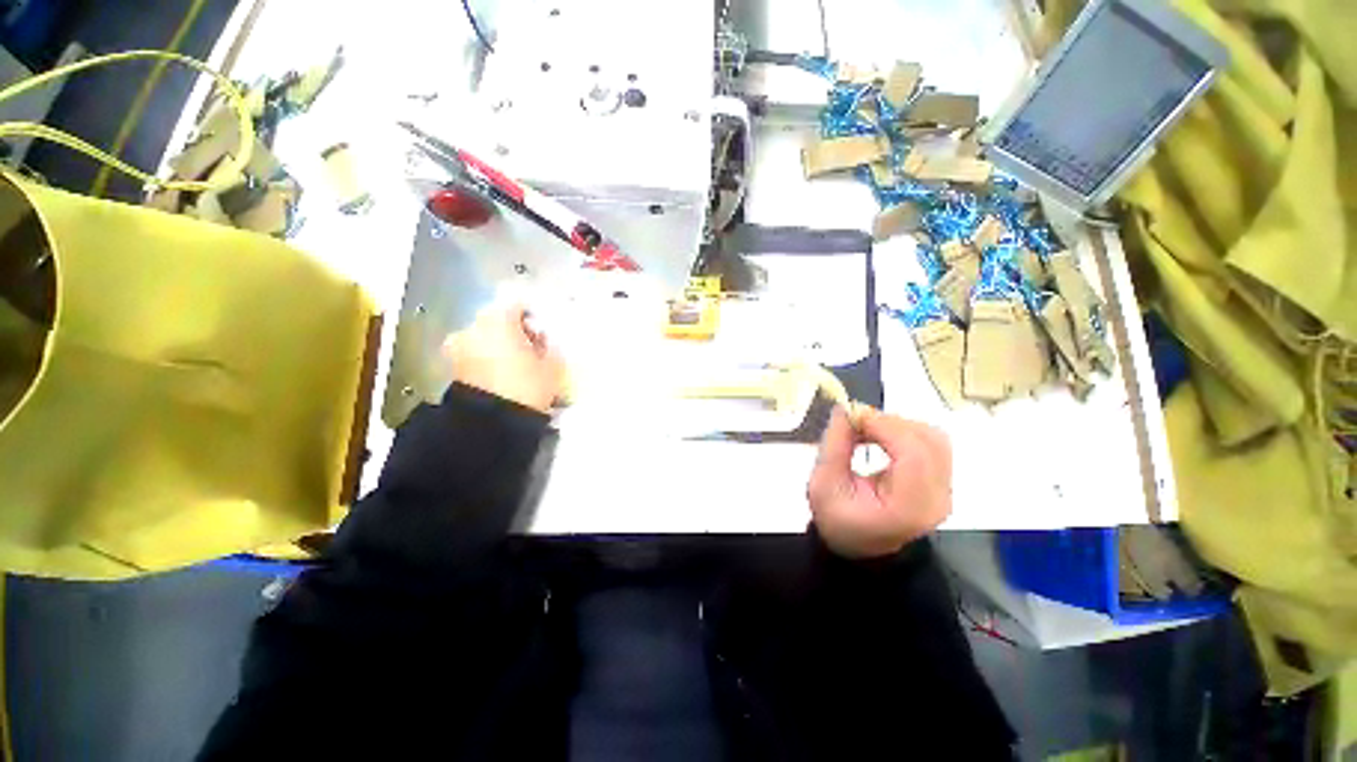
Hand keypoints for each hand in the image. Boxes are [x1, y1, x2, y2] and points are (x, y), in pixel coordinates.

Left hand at [444, 304, 564, 412]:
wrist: (491, 423)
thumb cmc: (527, 386)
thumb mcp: (553, 367)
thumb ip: (551, 348)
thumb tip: (544, 341)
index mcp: (498, 319)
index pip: (518, 306)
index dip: (533, 318)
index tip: (543, 335)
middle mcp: (473, 327)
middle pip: (498, 322)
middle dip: (514, 334)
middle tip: (531, 352)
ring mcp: (457, 347)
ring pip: (484, 339)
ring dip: (499, 348)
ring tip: (515, 369)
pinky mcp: (451, 368)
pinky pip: (474, 356)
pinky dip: (486, 362)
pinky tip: (501, 379)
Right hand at [807, 406, 951, 558]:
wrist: (857, 545)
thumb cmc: (836, 520)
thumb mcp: (822, 484)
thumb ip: (835, 444)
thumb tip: (845, 409)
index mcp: (909, 507)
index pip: (913, 453)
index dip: (885, 426)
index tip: (853, 415)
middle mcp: (937, 498)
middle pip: (929, 440)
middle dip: (889, 422)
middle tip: (855, 421)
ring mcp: (944, 490)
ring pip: (933, 437)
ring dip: (897, 425)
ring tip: (865, 429)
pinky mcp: (941, 482)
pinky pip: (930, 443)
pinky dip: (903, 432)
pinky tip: (879, 437)